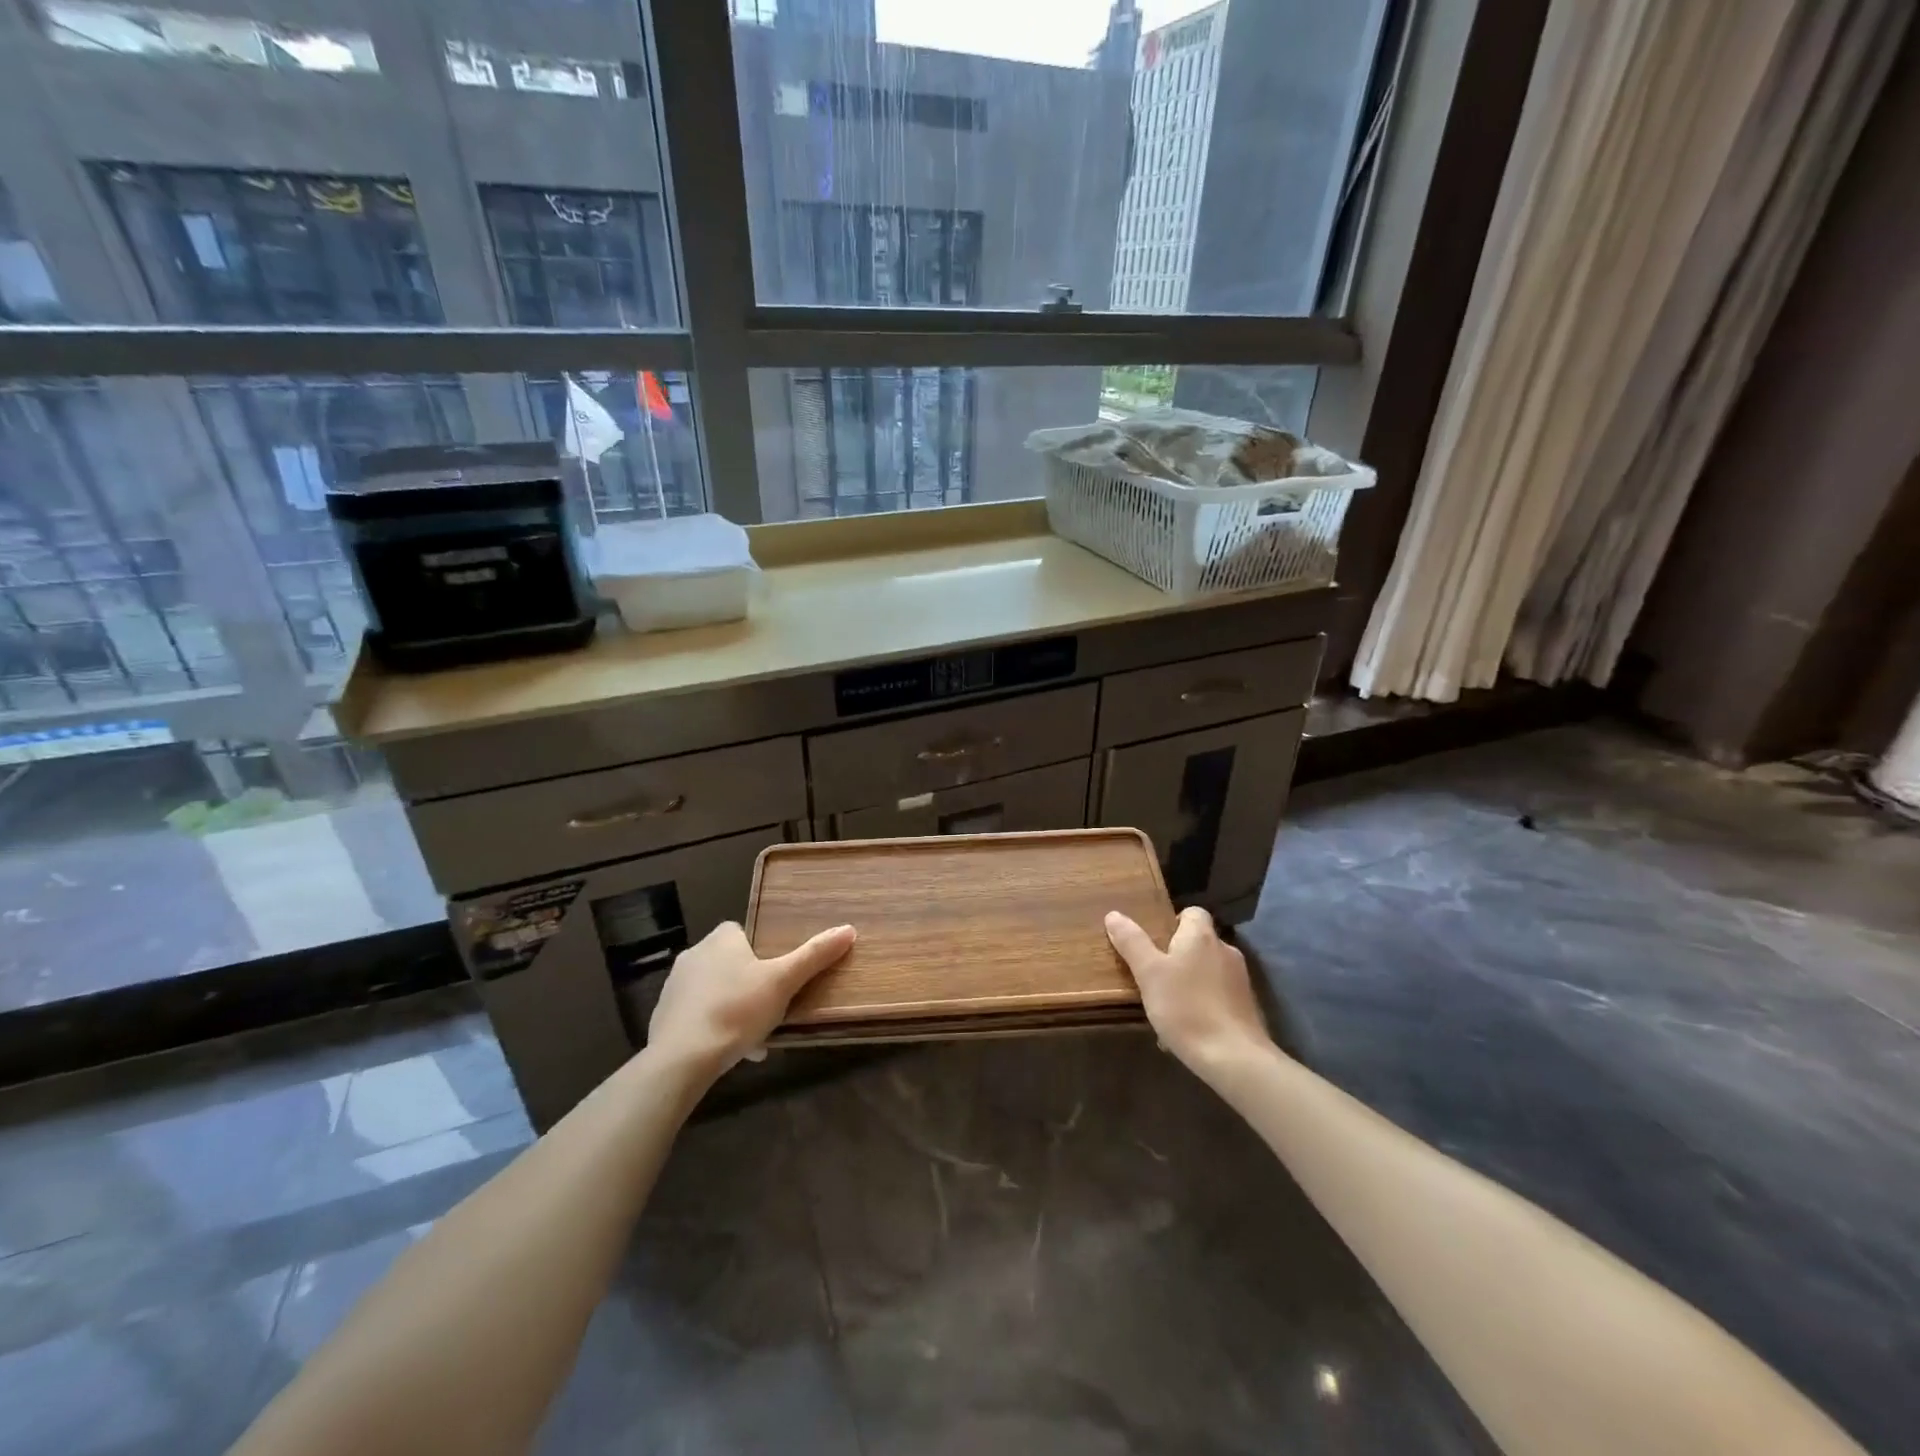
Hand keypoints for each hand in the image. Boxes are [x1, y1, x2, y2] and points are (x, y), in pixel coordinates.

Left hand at [648, 921, 855, 1079]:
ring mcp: (675, 987)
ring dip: (734, 1010)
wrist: (682, 1058)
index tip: (778, 975)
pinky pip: (697, 1016)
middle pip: (730, 964)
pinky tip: (731, 1052)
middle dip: (750, 986)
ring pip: (715, 993)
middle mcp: (694, 955)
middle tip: (772, 1009)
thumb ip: (814, 955)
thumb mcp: (783, 982)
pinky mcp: (663, 1017)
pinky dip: (714, 1029)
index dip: (762, 952)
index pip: (743, 933)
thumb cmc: (737, 1009)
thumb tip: (848, 929)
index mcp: (721, 939)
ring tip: (756, 1038)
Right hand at [1105, 906, 1272, 1077]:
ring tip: (1165, 1007)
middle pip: (1198, 942)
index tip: (1154, 943)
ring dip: (1187, 983)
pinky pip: (1217, 996)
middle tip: (1152, 976)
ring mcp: (1240, 980)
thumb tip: (1114, 915)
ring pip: (1206, 972)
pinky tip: (1186, 1028)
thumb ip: (1132, 942)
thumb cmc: (1186, 1008)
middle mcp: (1225, 951)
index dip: (1172, 922)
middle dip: (1176, 956)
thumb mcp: (1149, 973)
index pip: (1192, 912)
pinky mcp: (1247, 1007)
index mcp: (1201, 936)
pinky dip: (1201, 1005)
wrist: (1234, 1058)